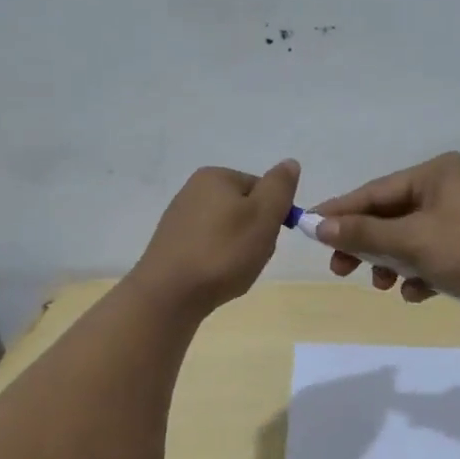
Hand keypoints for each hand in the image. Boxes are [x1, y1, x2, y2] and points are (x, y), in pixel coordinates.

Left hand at [129, 160, 300, 318]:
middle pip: (245, 210)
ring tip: (233, 271)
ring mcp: (180, 217)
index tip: (267, 238)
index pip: (262, 189)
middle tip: (251, 257)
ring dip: (239, 250)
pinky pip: (209, 247)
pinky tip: (215, 277)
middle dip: (255, 234)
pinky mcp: (173, 244)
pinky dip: (219, 261)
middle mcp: (194, 190)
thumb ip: (280, 187)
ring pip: (228, 231)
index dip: (273, 215)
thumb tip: (290, 164)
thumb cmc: (223, 252)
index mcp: (216, 176)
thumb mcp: (263, 216)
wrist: (169, 295)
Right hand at [310, 152, 459, 314]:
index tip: (309, 229)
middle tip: (341, 270)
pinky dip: (421, 272)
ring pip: (411, 238)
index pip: (375, 191)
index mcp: (436, 172)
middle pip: (391, 215)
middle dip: (368, 245)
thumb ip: (363, 232)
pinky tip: (419, 293)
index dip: (340, 212)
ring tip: (384, 286)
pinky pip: (433, 253)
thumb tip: (317, 224)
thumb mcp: (412, 241)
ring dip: (392, 263)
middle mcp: (449, 186)